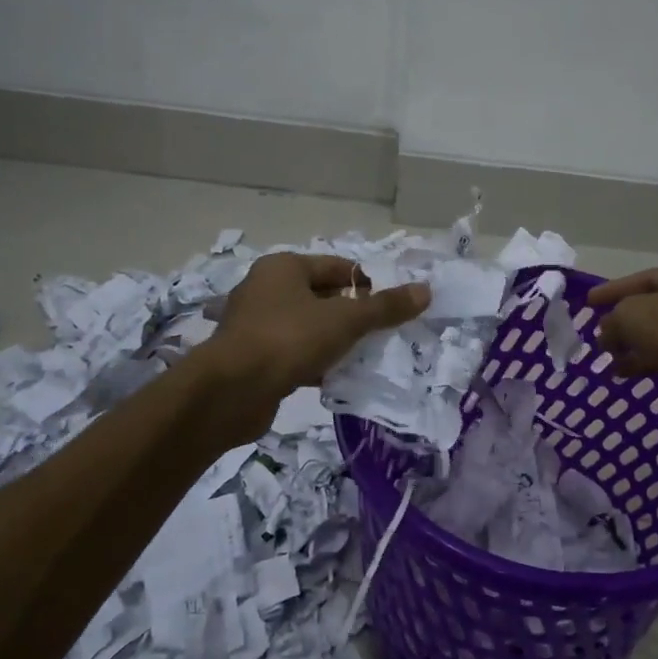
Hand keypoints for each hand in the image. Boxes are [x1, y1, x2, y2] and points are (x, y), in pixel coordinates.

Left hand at [194, 253, 429, 432]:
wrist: (231, 391)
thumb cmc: (289, 340)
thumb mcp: (345, 320)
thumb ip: (385, 307)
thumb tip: (425, 291)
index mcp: (284, 267)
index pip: (337, 267)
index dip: (366, 285)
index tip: (388, 309)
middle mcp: (266, 289)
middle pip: (322, 296)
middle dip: (352, 315)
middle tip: (380, 335)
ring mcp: (255, 324)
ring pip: (308, 327)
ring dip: (334, 341)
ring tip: (362, 357)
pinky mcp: (252, 357)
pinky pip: (293, 353)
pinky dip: (314, 362)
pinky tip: (335, 377)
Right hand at [587, 264, 657, 427]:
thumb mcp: (631, 313)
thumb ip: (614, 319)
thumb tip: (607, 334)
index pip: (644, 279)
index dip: (614, 290)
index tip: (588, 303)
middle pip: (653, 309)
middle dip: (623, 323)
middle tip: (599, 335)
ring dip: (631, 347)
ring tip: (606, 359)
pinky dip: (643, 364)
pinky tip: (622, 374)